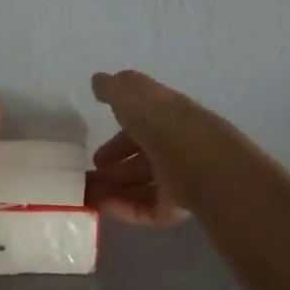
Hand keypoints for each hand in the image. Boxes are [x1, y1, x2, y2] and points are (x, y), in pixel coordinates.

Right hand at [86, 70, 192, 225]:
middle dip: (114, 167)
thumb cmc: (164, 124)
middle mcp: (176, 145)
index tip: (94, 150)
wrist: (200, 165)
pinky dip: (125, 208)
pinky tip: (103, 208)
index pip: (143, 124)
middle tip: (88, 177)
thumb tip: (99, 80)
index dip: (118, 136)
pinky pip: (148, 209)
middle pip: (142, 158)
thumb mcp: (133, 96)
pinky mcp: (180, 206)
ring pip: (143, 185)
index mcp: (169, 115)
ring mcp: (180, 177)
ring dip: (114, 189)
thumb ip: (114, 89)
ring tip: (88, 196)